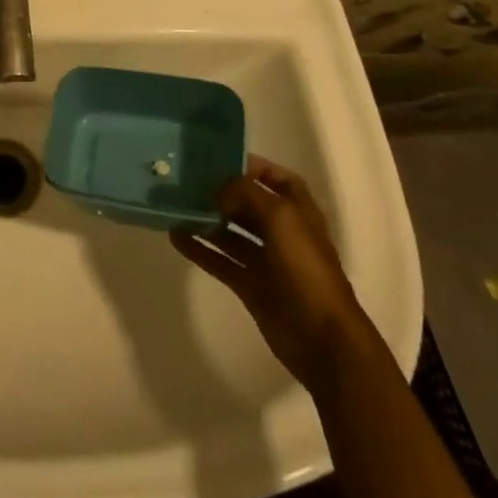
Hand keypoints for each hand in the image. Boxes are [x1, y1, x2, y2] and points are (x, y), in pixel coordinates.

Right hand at [171, 156, 375, 392]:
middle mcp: (282, 232)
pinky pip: (220, 260)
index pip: (277, 178)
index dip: (253, 166)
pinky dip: (199, 248)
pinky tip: (175, 236)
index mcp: (298, 212)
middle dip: (221, 191)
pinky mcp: (251, 286)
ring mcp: (266, 261)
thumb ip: (246, 193)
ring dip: (206, 219)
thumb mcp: (280, 217)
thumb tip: (218, 190)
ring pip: (231, 232)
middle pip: (248, 204)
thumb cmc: (306, 269)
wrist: (322, 338)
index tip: (219, 159)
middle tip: (187, 179)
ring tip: (175, 205)